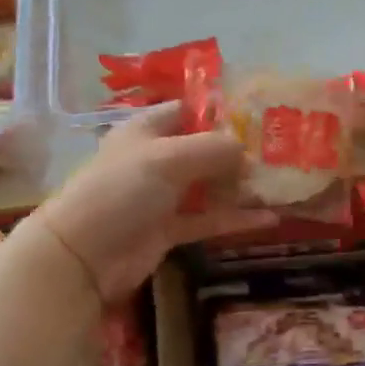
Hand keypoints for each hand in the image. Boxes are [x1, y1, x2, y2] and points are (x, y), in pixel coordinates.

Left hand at [32, 103, 276, 302]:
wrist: (82, 256)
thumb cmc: (121, 190)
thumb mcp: (168, 158)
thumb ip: (213, 149)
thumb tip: (247, 150)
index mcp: (146, 129)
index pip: (188, 109)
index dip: (220, 109)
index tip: (260, 114)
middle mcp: (155, 158)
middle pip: (204, 148)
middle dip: (239, 151)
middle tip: (282, 152)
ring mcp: (162, 196)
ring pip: (209, 185)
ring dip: (241, 186)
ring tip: (281, 184)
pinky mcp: (169, 229)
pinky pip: (208, 219)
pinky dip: (235, 219)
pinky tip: (269, 218)